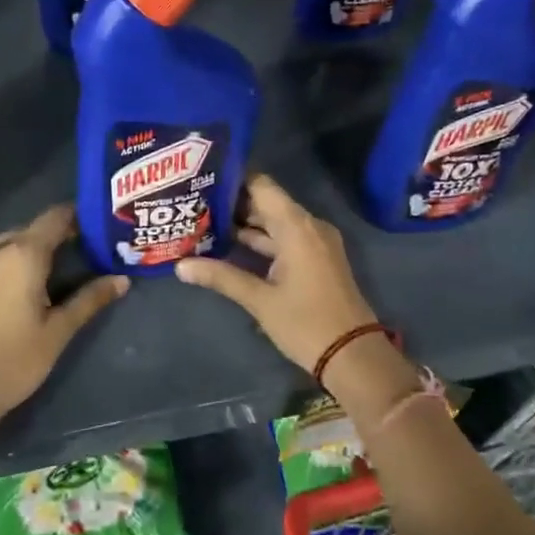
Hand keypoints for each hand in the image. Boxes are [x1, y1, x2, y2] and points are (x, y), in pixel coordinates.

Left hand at [0, 203, 127, 418]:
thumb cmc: (12, 361)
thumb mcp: (58, 331)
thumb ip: (90, 300)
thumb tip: (122, 280)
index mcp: (22, 253)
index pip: (56, 217)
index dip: (79, 217)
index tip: (100, 227)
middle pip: (34, 229)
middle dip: (59, 237)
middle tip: (86, 255)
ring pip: (11, 244)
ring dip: (34, 251)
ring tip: (58, 273)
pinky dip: (13, 262)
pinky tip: (26, 287)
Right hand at [174, 175, 381, 372]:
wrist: (354, 355)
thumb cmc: (306, 323)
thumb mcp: (260, 300)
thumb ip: (221, 277)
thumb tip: (180, 266)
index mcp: (297, 226)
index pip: (261, 185)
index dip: (233, 179)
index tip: (201, 178)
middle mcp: (308, 226)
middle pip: (266, 203)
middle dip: (232, 204)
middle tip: (194, 203)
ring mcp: (315, 243)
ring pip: (274, 223)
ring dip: (244, 225)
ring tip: (203, 223)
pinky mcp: (316, 259)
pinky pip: (285, 239)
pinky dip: (261, 241)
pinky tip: (230, 247)